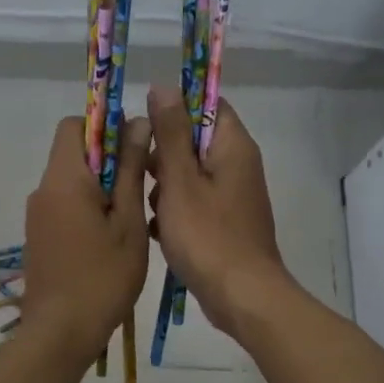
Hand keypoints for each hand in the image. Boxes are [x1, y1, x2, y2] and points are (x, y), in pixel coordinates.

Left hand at [23, 116, 150, 364]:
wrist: (60, 333)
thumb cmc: (103, 276)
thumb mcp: (128, 221)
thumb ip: (130, 170)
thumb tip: (137, 123)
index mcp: (63, 179)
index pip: (74, 125)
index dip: (105, 126)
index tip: (135, 147)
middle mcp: (43, 190)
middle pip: (72, 152)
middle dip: (108, 158)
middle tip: (140, 186)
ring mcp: (37, 215)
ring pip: (70, 181)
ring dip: (100, 185)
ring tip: (130, 217)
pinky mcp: (38, 237)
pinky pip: (64, 205)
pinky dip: (87, 207)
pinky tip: (110, 238)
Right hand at [145, 87, 288, 335]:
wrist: (241, 296)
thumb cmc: (207, 235)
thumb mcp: (180, 180)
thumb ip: (170, 133)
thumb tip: (164, 86)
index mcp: (233, 146)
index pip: (207, 105)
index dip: (175, 108)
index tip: (146, 126)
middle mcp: (238, 165)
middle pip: (194, 140)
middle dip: (163, 155)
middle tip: (142, 174)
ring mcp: (233, 195)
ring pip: (190, 174)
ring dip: (165, 186)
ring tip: (150, 207)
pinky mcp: (226, 222)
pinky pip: (195, 202)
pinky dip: (175, 210)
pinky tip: (158, 230)